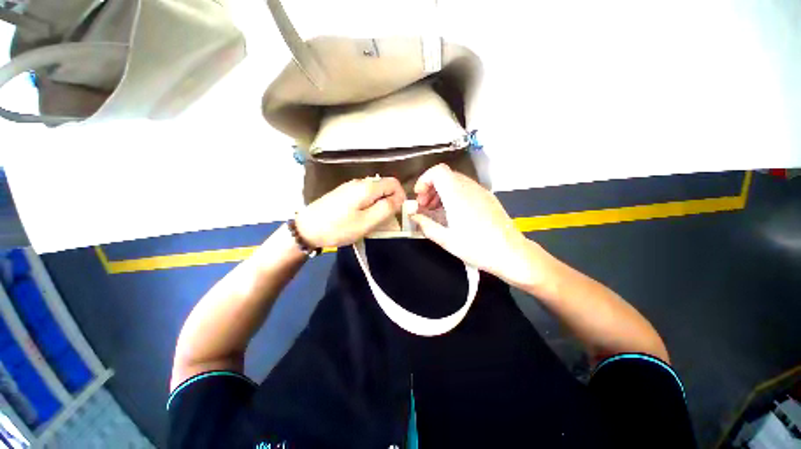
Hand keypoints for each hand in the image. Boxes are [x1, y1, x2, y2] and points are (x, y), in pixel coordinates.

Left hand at [295, 177, 405, 247]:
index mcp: (367, 187)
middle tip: (385, 219)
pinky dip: (369, 204)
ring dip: (379, 203)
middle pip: (384, 186)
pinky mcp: (343, 193)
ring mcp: (350, 187)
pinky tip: (361, 216)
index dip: (400, 195)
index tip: (397, 212)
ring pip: (374, 191)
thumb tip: (399, 198)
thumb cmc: (338, 227)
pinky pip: (364, 195)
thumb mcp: (366, 222)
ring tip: (374, 220)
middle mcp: (359, 182)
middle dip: (390, 200)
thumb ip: (386, 208)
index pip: (393, 182)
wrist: (306, 229)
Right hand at [411, 164, 543, 287]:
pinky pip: (466, 188)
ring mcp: (481, 191)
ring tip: (437, 211)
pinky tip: (453, 213)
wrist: (511, 253)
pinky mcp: (488, 197)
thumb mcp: (446, 240)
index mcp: (457, 195)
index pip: (438, 171)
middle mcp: (469, 188)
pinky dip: (453, 195)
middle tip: (425, 206)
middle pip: (445, 176)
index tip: (419, 196)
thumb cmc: (477, 247)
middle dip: (430, 188)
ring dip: (441, 192)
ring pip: (455, 181)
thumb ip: (426, 225)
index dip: (424, 179)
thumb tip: (414, 216)